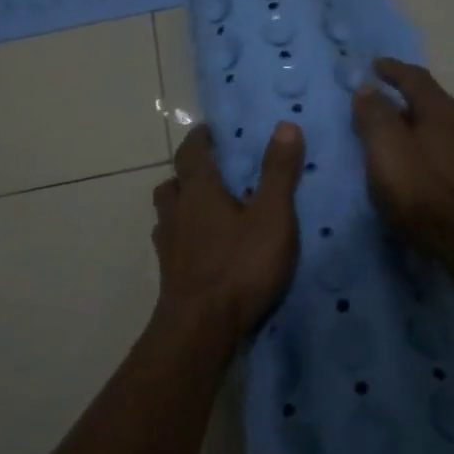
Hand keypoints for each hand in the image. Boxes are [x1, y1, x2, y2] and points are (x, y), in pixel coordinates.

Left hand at [151, 122, 306, 343]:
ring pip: (167, 214)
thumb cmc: (239, 265)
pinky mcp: (169, 274)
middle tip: (211, 173)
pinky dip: (184, 237)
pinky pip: (172, 244)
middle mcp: (177, 212)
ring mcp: (169, 245)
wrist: (200, 328)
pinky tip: (203, 250)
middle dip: (187, 174)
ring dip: (182, 206)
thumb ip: (278, 172)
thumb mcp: (271, 216)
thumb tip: (285, 125)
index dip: (199, 138)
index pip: (191, 152)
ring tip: (206, 211)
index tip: (209, 131)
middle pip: (172, 183)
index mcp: (199, 191)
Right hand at [351, 58, 453, 269]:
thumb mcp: (388, 150)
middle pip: (430, 103)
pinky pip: (447, 154)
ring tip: (393, 140)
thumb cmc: (426, 192)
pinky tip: (417, 170)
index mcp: (442, 111)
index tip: (374, 65)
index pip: (415, 77)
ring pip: (440, 130)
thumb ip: (375, 116)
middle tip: (377, 107)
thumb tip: (366, 88)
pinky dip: (426, 151)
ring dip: (416, 128)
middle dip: (403, 100)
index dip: (393, 69)